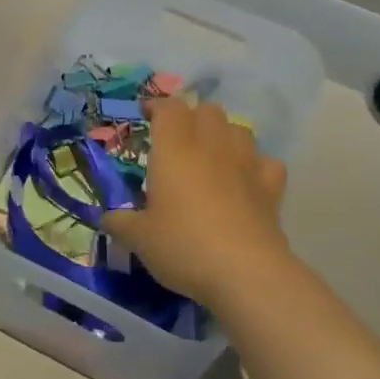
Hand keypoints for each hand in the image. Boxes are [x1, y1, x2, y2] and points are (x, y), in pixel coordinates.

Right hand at [102, 97, 291, 310]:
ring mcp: (246, 163)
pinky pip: (265, 162)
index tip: (146, 115)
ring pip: (239, 128)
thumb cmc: (183, 245)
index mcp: (174, 149)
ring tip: (211, 156)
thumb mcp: (138, 238)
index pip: (169, 107)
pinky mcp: (271, 187)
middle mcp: (211, 146)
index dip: (157, 106)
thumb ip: (120, 222)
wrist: (245, 272)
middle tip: (176, 140)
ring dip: (224, 135)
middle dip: (192, 117)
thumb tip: (108, 218)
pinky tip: (245, 180)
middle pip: (207, 110)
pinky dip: (255, 165)